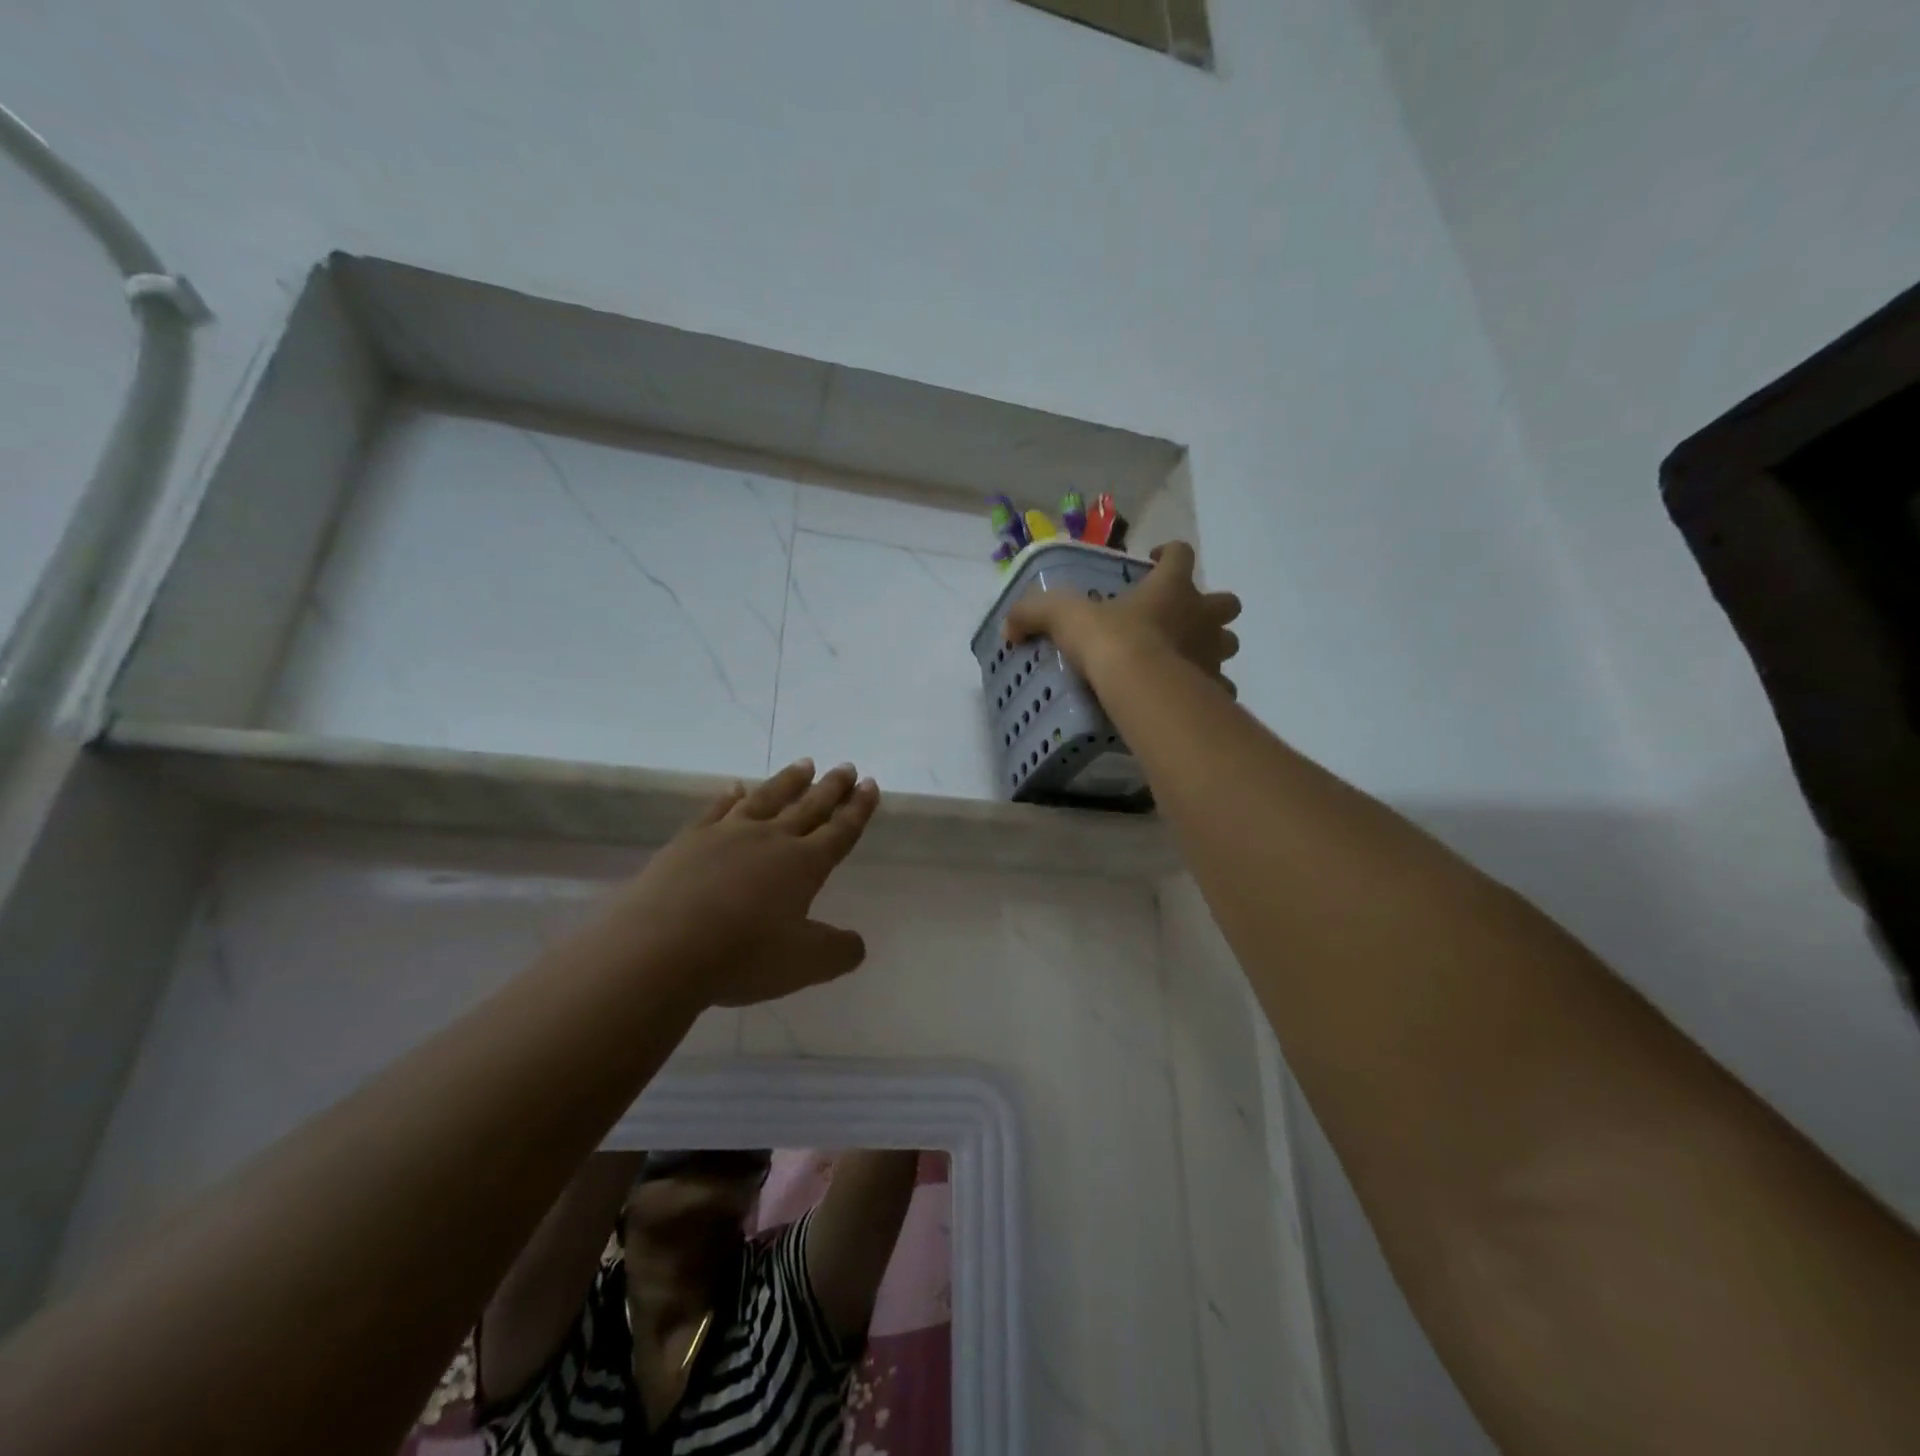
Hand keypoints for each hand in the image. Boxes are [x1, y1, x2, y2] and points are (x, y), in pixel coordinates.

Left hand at [596, 760, 880, 1008]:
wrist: (661, 949)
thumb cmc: (743, 955)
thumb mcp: (806, 964)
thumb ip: (838, 951)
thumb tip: (857, 943)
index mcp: (804, 865)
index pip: (840, 830)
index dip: (858, 809)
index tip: (870, 784)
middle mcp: (770, 840)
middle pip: (808, 807)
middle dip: (831, 788)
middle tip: (846, 766)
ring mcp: (727, 835)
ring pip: (767, 798)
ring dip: (789, 781)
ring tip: (805, 763)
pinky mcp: (689, 841)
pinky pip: (717, 809)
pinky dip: (730, 796)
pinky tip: (736, 787)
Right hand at [1004, 541, 1240, 693]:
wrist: (1142, 689)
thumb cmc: (1111, 642)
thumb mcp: (1064, 617)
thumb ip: (1035, 613)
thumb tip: (1008, 625)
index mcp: (1171, 588)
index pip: (1181, 554)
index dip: (1170, 554)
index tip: (1154, 561)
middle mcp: (1201, 616)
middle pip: (1226, 602)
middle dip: (1210, 608)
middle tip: (1182, 618)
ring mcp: (1213, 654)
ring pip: (1228, 644)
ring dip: (1213, 647)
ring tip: (1185, 659)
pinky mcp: (1214, 689)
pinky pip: (1220, 689)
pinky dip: (1209, 691)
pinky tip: (1187, 698)